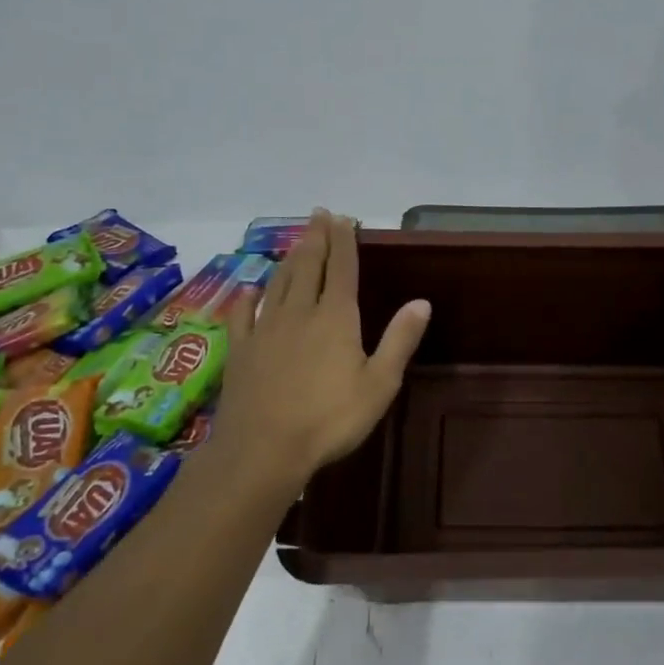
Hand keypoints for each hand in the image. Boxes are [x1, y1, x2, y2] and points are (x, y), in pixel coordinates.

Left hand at [212, 210, 429, 487]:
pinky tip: (250, 289)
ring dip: (289, 259)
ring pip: (279, 283)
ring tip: (296, 242)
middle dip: (315, 238)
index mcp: (336, 317)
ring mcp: (266, 329)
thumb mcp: (379, 383)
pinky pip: (244, 315)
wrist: (263, 449)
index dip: (343, 241)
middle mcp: (300, 312)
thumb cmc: (330, 419)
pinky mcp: (241, 350)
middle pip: (308, 266)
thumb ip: (399, 339)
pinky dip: (248, 298)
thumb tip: (421, 301)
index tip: (343, 217)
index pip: (342, 268)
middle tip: (318, 215)